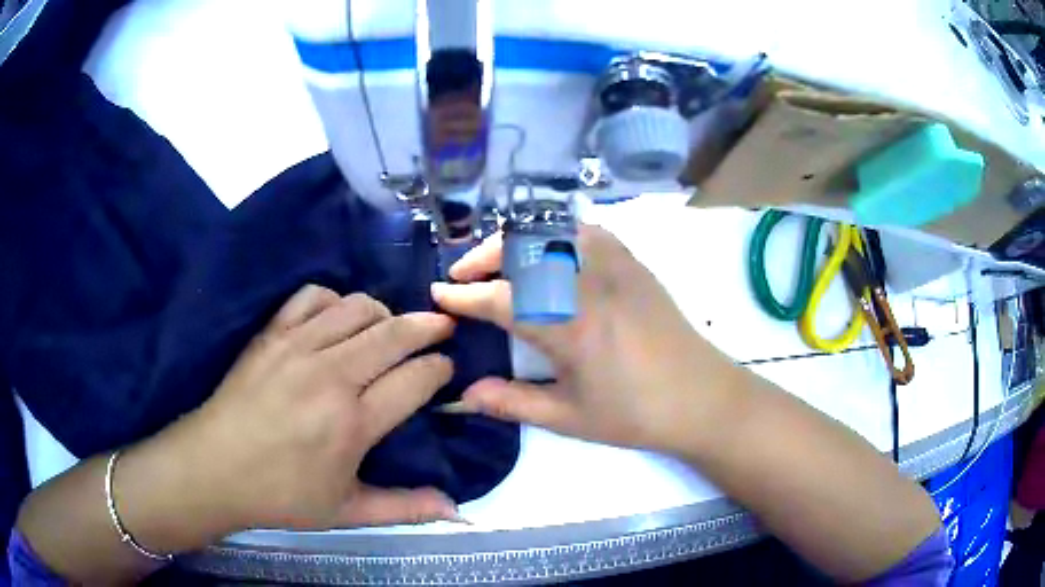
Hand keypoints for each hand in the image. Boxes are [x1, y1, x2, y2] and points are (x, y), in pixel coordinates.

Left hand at [147, 286, 459, 532]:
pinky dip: (334, 299)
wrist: (215, 468)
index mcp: (353, 424)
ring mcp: (298, 348)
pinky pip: (312, 296)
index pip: (415, 379)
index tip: (447, 367)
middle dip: (428, 326)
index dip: (439, 368)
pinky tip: (338, 318)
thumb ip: (404, 508)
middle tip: (442, 327)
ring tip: (390, 328)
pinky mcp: (272, 334)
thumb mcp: (347, 512)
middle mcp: (331, 377)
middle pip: (394, 333)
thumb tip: (455, 509)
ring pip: (358, 308)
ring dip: (384, 313)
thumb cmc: (281, 495)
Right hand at [431, 226, 743, 455]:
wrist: (702, 398)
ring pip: (553, 231)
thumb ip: (513, 403)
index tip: (438, 293)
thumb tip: (464, 395)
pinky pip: (587, 231)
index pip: (501, 299)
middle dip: (483, 256)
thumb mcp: (570, 418)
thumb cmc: (635, 414)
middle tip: (462, 276)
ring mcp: (616, 266)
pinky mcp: (634, 263)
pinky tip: (549, 252)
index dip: (463, 296)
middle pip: (523, 249)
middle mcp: (589, 284)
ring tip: (500, 262)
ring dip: (517, 240)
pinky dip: (557, 232)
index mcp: (570, 326)